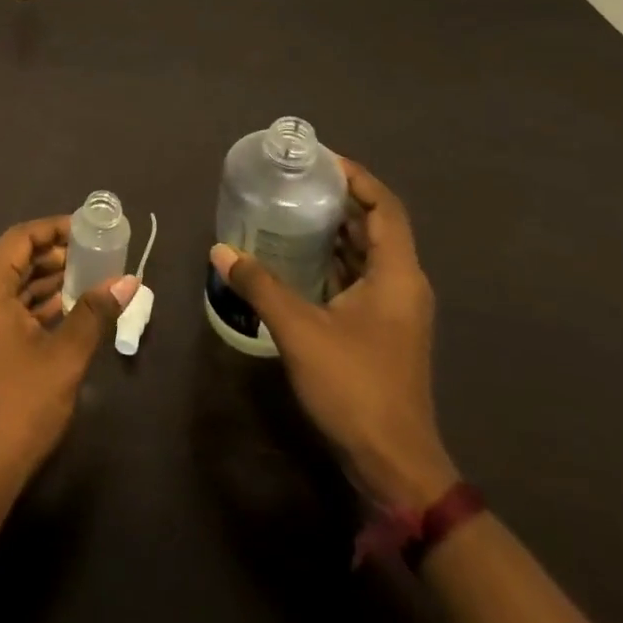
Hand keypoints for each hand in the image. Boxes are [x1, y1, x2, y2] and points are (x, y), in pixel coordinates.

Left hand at [0, 217, 138, 496]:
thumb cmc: (20, 406)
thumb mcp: (65, 356)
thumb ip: (95, 312)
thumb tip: (128, 281)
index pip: (20, 239)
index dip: (55, 229)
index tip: (89, 230)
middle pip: (13, 260)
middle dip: (54, 256)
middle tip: (95, 255)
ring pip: (9, 287)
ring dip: (45, 282)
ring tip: (88, 278)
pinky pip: (2, 309)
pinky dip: (32, 305)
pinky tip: (65, 310)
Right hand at [210, 160, 457, 509]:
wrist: (393, 463)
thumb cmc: (354, 386)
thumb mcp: (300, 330)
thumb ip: (260, 285)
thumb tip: (221, 250)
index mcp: (396, 275)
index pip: (385, 207)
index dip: (357, 177)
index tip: (320, 160)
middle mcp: (402, 284)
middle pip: (376, 226)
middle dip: (339, 200)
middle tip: (295, 181)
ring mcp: (394, 310)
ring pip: (367, 254)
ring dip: (334, 231)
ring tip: (290, 210)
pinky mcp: (381, 330)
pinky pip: (358, 278)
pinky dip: (332, 261)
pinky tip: (296, 258)